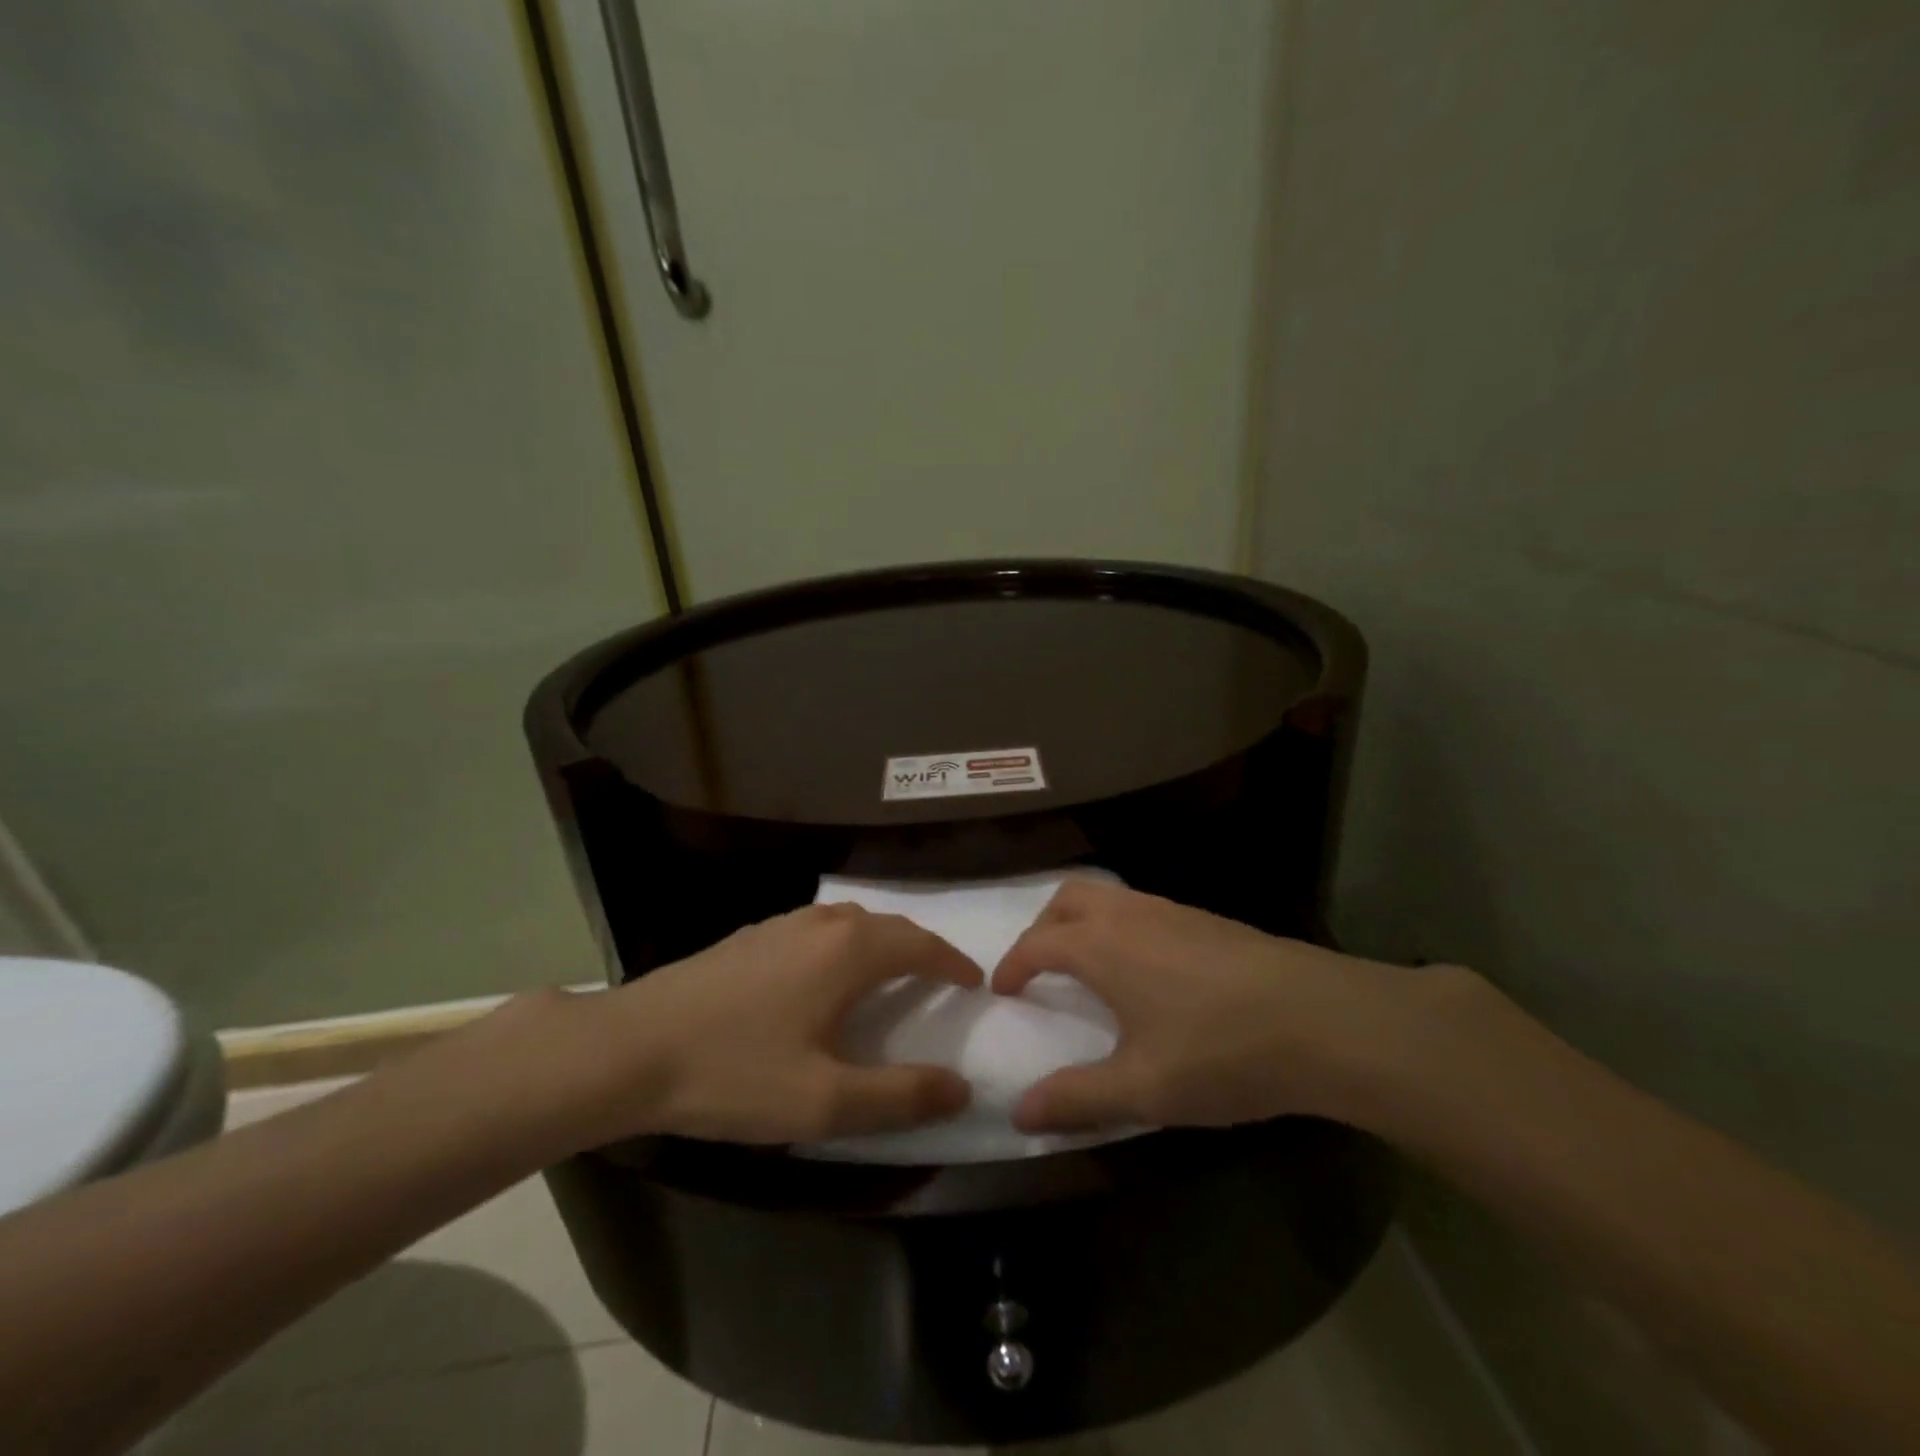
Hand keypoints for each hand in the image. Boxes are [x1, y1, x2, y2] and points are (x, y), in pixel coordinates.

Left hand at [544, 903, 982, 1148]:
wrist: (630, 1048)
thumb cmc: (734, 1073)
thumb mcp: (824, 1101)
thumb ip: (900, 1096)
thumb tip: (961, 1088)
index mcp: (849, 951)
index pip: (921, 945)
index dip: (953, 963)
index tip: (974, 982)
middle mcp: (822, 923)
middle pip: (890, 926)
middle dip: (922, 949)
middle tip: (940, 980)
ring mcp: (782, 923)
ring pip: (851, 921)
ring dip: (882, 943)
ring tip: (890, 975)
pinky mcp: (750, 935)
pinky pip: (819, 928)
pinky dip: (845, 944)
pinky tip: (825, 975)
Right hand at [991, 879, 1450, 1133]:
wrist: (1320, 1020)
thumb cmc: (1219, 1052)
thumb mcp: (1142, 1088)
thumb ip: (1076, 1098)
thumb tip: (1018, 1112)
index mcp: (1101, 946)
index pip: (1037, 943)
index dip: (1013, 964)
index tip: (1003, 988)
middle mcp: (1129, 915)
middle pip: (1067, 898)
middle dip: (1042, 926)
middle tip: (1039, 966)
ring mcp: (1171, 910)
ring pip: (1107, 895)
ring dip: (1082, 920)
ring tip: (1086, 964)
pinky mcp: (1205, 918)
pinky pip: (1141, 906)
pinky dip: (1119, 923)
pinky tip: (1145, 966)